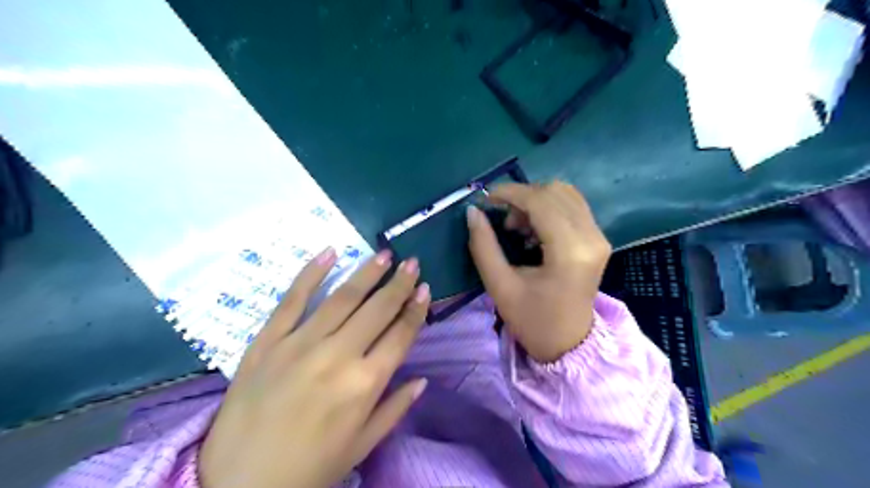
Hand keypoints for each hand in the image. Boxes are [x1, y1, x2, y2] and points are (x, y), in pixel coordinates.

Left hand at [196, 248, 426, 486]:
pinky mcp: (267, 341)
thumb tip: (422, 380)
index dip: (415, 310)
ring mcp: (300, 344)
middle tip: (411, 262)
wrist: (238, 486)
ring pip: (341, 298)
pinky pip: (292, 300)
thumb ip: (395, 408)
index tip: (424, 288)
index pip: (400, 335)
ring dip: (367, 273)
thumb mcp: (361, 446)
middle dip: (398, 284)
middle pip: (377, 310)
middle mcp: (337, 356)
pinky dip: (311, 274)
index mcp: (365, 384)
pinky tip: (329, 253)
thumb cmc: (309, 468)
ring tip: (384, 255)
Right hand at [469, 181, 610, 360]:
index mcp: (570, 252)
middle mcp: (591, 237)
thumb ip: (483, 246)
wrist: (569, 344)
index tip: (486, 199)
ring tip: (517, 227)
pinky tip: (533, 230)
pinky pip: (572, 206)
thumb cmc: (533, 321)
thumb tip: (473, 212)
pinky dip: (548, 208)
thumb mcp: (500, 286)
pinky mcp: (598, 239)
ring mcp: (599, 236)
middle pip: (555, 191)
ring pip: (565, 194)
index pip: (541, 202)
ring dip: (535, 201)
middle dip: (522, 197)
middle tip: (503, 221)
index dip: (510, 193)